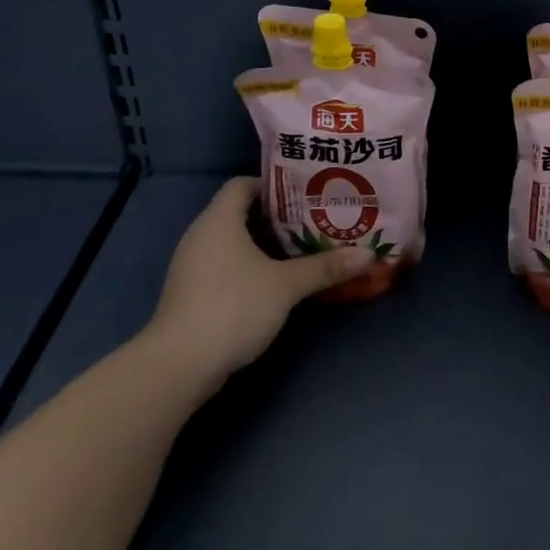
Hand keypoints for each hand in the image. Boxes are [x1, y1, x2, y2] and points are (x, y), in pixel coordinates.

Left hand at [142, 177, 371, 393]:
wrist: (179, 365)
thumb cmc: (233, 307)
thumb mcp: (286, 285)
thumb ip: (325, 267)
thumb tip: (369, 254)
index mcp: (219, 220)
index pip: (243, 184)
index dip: (274, 185)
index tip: (306, 193)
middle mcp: (201, 235)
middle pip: (240, 212)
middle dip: (278, 216)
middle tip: (315, 219)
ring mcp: (193, 265)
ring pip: (233, 241)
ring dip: (265, 243)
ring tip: (303, 247)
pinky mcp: (193, 292)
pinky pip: (225, 264)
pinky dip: (250, 265)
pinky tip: (277, 278)